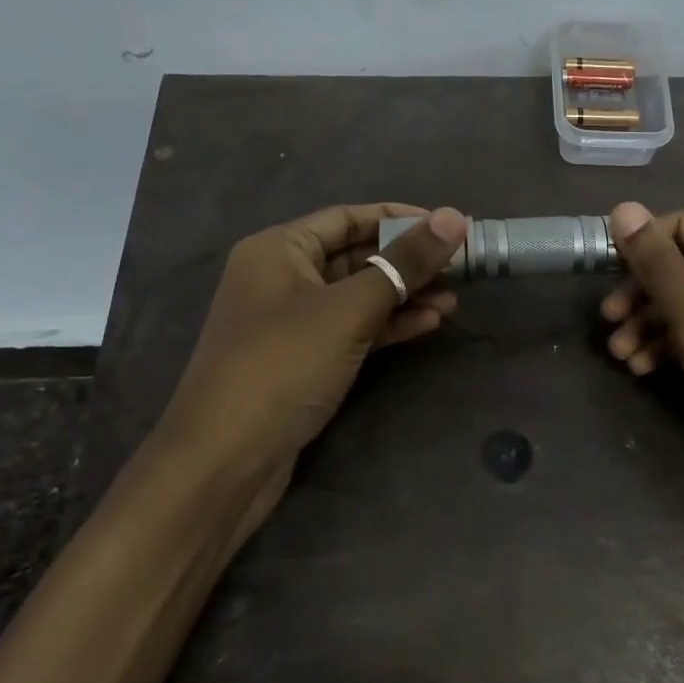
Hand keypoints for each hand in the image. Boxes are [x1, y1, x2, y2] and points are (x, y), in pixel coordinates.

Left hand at [158, 203, 468, 483]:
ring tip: (454, 300)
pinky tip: (427, 324)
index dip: (400, 219)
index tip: (449, 226)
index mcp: (279, 249)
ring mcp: (292, 322)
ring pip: (358, 295)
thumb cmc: (282, 366)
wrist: (223, 464)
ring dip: (404, 295)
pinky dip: (388, 324)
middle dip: (407, 262)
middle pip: (356, 255)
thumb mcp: (348, 309)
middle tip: (460, 267)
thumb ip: (404, 263)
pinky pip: (353, 329)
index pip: (349, 217)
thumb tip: (454, 217)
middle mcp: (282, 277)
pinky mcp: (304, 360)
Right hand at [600, 203, 683, 482]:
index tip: (603, 277)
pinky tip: (644, 368)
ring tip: (620, 356)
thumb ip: (658, 266)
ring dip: (651, 322)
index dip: (639, 246)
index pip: (681, 224)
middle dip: (641, 292)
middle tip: (609, 322)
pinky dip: (673, 342)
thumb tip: (623, 207)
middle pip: (683, 263)